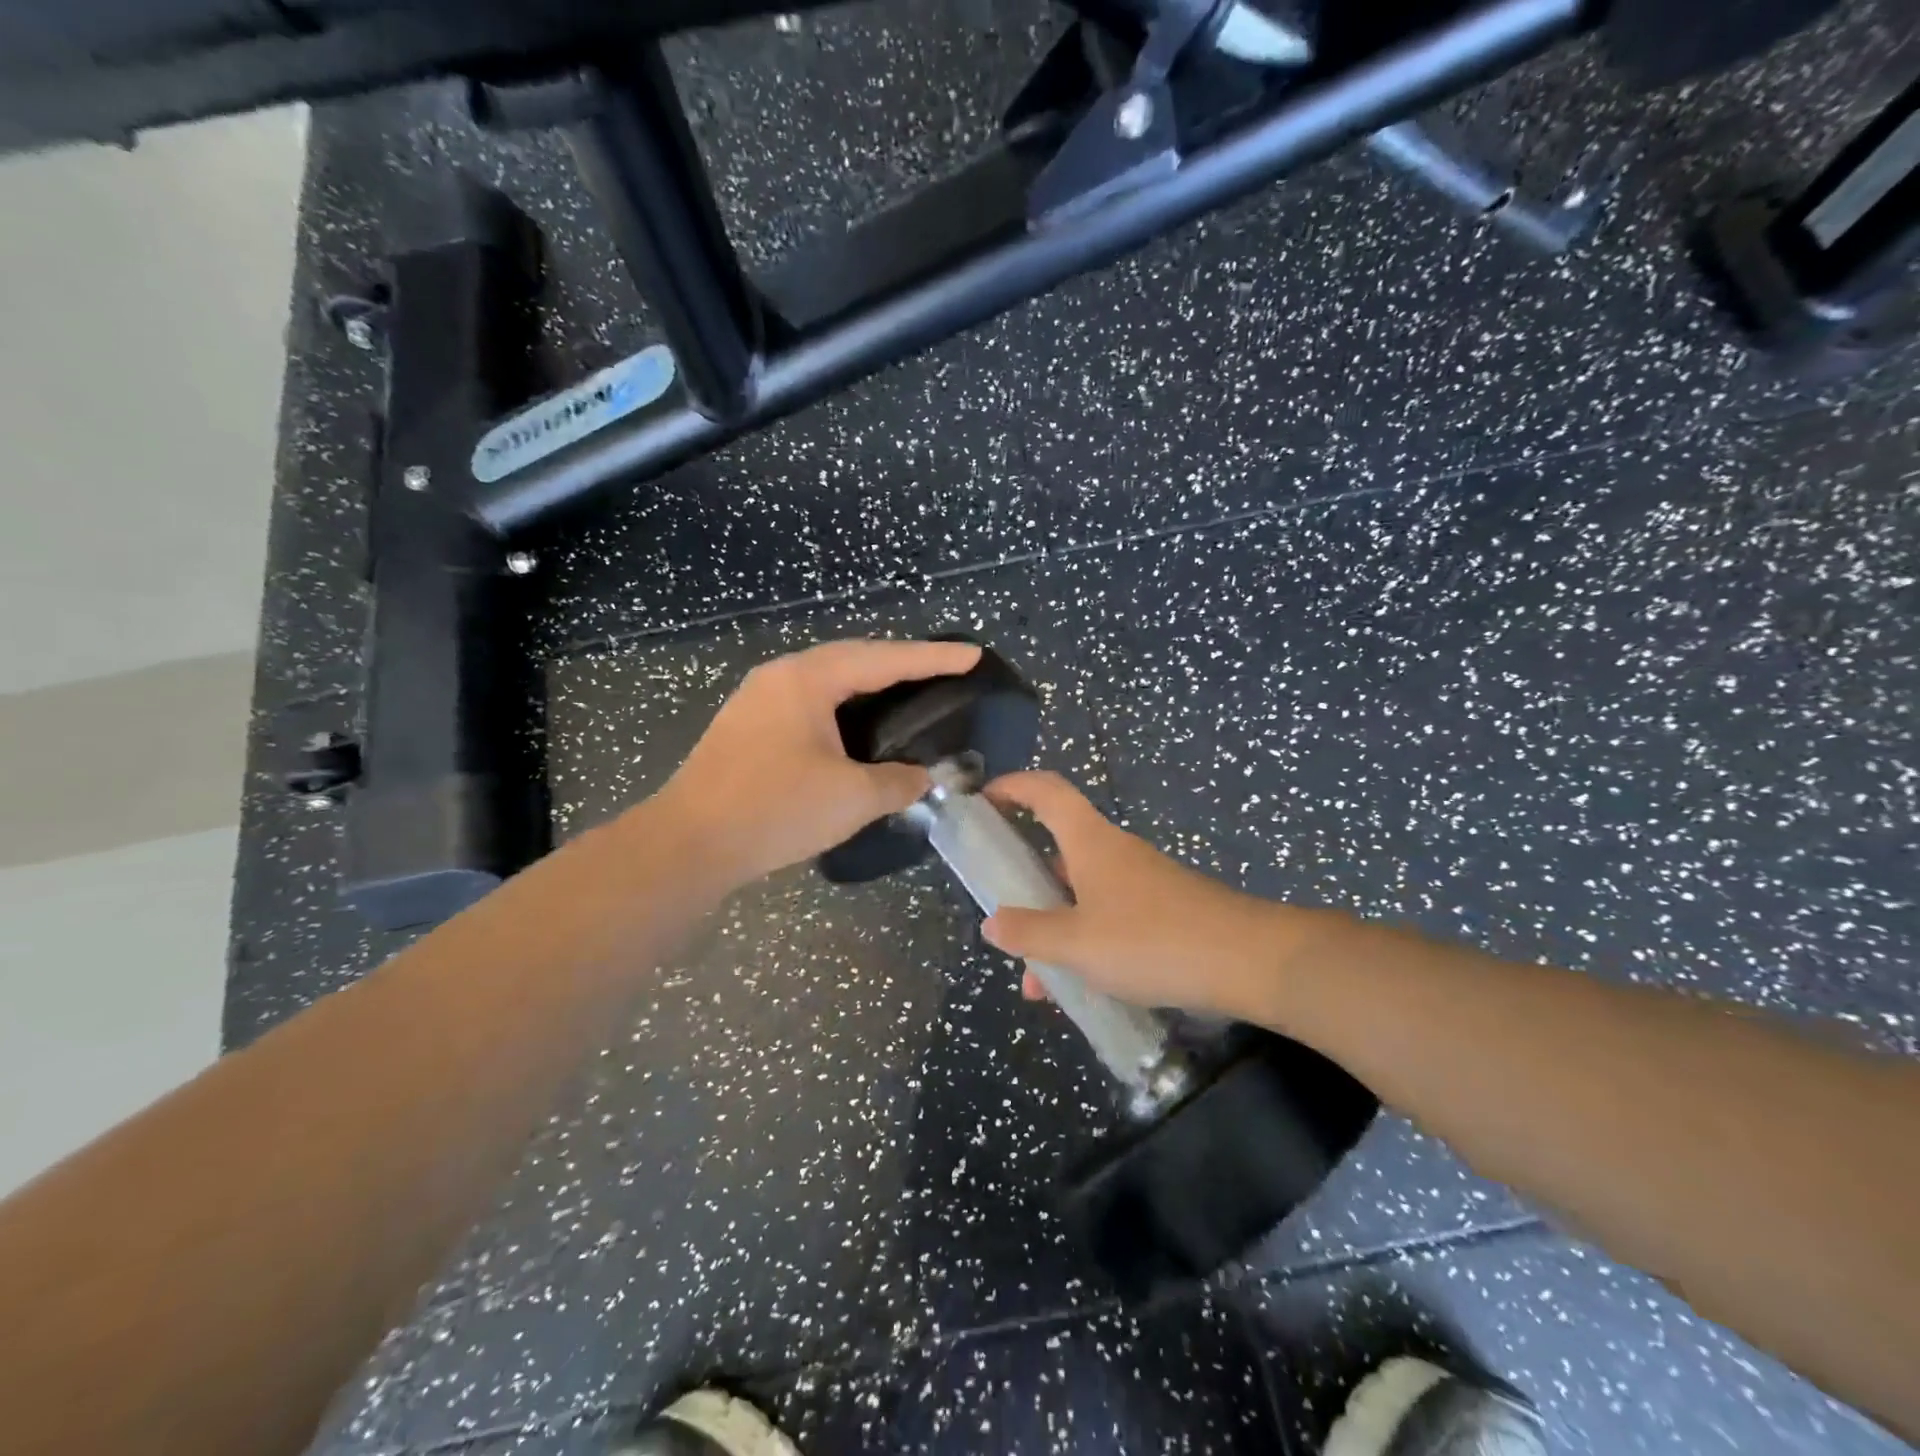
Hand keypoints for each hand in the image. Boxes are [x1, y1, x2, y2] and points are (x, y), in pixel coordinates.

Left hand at [658, 638, 981, 888]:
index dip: (933, 658)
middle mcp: (781, 677)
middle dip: (901, 664)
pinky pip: (810, 704)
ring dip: (870, 686)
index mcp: (807, 679)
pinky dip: (844, 709)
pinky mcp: (748, 728)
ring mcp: (758, 701)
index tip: (973, 656)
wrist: (688, 844)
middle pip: (853, 659)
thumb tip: (924, 777)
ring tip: (908, 694)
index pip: (884, 659)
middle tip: (943, 671)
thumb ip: (898, 782)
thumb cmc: (774, 810)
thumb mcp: (851, 798)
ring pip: (828, 682)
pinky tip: (858, 729)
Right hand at [981, 771, 1302, 1022]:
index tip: (983, 801)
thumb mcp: (1077, 943)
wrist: (1248, 961)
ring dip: (1055, 931)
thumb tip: (992, 923)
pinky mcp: (1162, 910)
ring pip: (1082, 896)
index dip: (1012, 786)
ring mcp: (1141, 882)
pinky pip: (1108, 918)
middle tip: (1003, 918)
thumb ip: (1030, 933)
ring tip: (1040, 986)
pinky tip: (1083, 990)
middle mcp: (1113, 852)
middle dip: (1026, 886)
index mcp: (1090, 842)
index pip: (1046, 791)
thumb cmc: (1151, 940)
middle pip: (1058, 851)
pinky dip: (1086, 945)